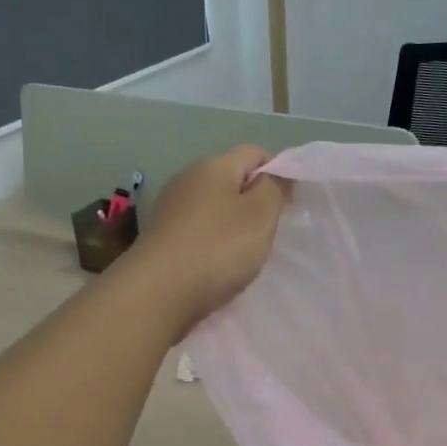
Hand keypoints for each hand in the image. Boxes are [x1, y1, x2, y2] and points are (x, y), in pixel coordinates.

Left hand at [119, 145, 288, 337]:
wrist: (157, 293)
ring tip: (244, 253)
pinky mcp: (161, 238)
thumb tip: (276, 172)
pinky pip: (197, 231)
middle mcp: (187, 179)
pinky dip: (212, 243)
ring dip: (232, 225)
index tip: (289, 204)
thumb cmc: (217, 248)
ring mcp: (170, 209)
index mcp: (213, 166)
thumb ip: (274, 188)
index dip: (277, 172)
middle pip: (231, 179)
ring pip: (213, 207)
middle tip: (269, 232)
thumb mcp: (260, 215)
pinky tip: (217, 266)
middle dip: (253, 201)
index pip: (254, 152)